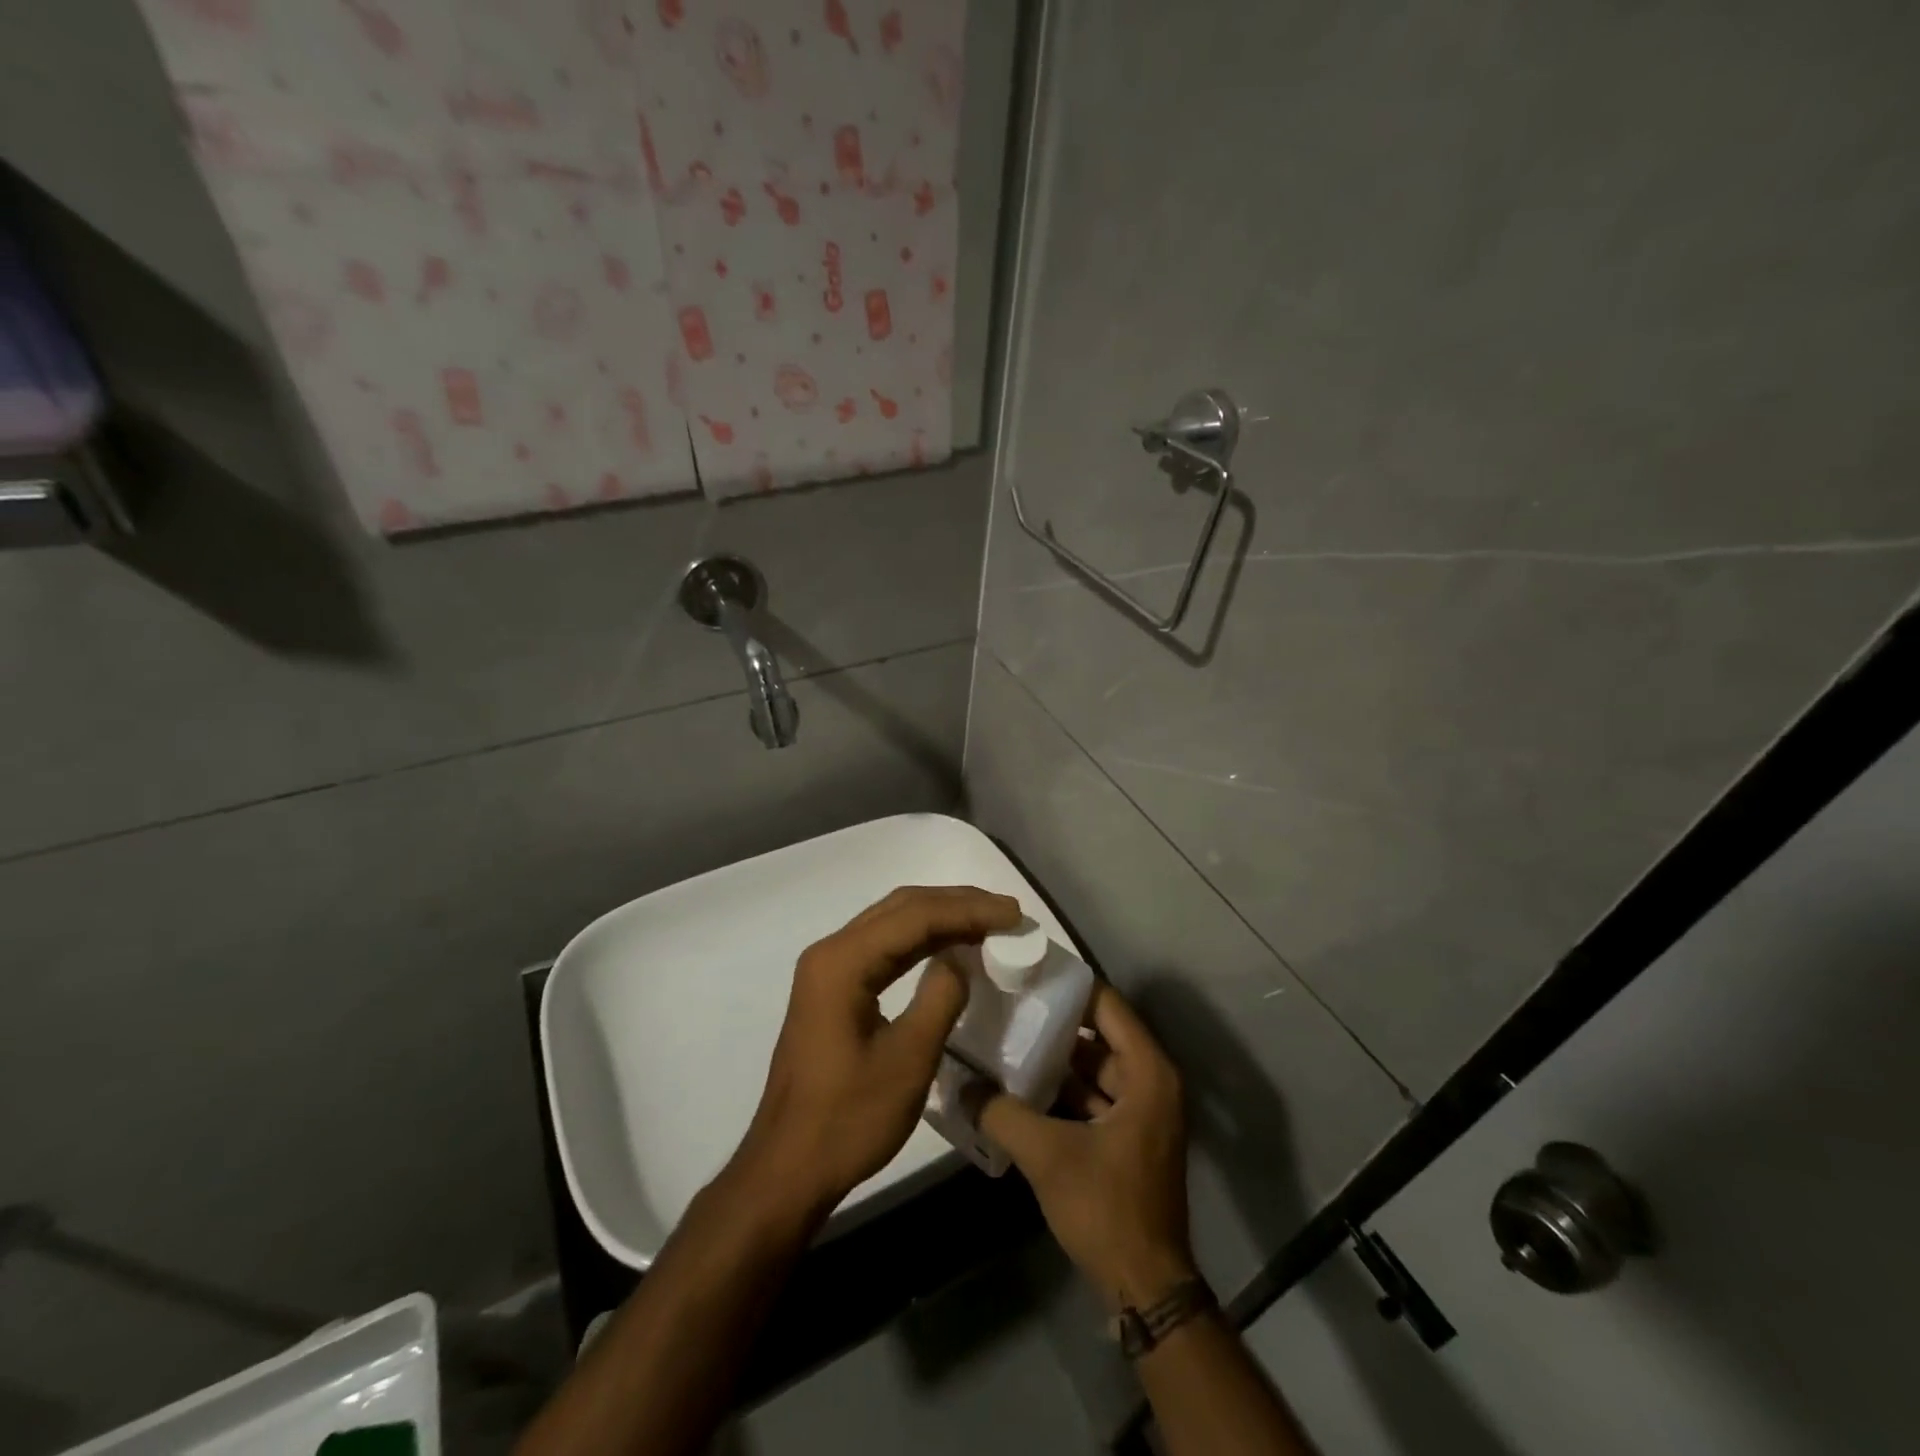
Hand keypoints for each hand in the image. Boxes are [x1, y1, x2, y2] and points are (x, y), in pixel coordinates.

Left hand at [733, 885, 1022, 1220]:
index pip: (915, 916)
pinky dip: (922, 940)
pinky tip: (952, 947)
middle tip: (1007, 911)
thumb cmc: (848, 1120)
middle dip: (958, 903)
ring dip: (942, 917)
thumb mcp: (908, 1060)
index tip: (1014, 914)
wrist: (788, 1168)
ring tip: (990, 921)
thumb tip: (961, 958)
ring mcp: (829, 969)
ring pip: (893, 922)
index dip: (969, 910)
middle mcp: (831, 952)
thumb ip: (941, 997)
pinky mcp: (833, 989)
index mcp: (842, 962)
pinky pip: (884, 947)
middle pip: (902, 907)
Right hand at [976, 983, 1197, 1308]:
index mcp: (1147, 1072)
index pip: (1106, 1005)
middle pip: (1099, 1034)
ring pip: (1094, 1067)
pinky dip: (1063, 1090)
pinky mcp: (1129, 1136)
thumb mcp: (1047, 1155)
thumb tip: (960, 1084)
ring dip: (1055, 1059)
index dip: (1067, 987)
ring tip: (1007, 1039)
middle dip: (1054, 1022)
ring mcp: (1142, 1111)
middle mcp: (1151, 1082)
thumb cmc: (1106, 1207)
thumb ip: (1001, 1113)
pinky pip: (1094, 1096)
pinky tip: (1021, 1087)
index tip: (1026, 974)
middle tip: (1008, 1005)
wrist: (1145, 1286)